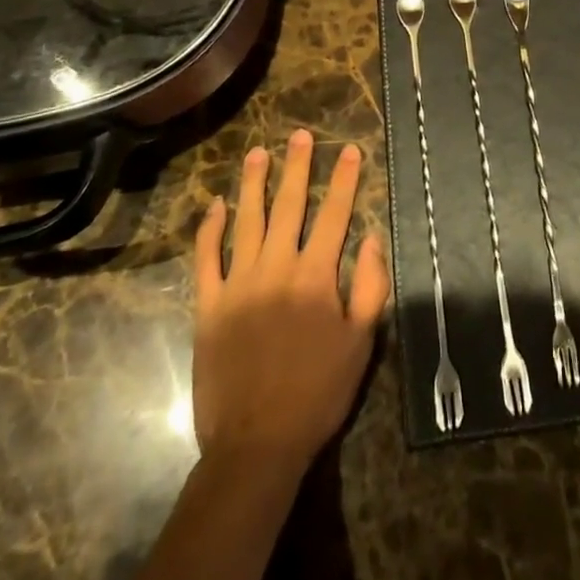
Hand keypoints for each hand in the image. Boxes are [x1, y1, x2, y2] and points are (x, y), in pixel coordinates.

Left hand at [192, 129, 389, 480]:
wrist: (256, 443)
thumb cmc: (318, 392)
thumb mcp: (362, 343)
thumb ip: (371, 286)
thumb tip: (373, 239)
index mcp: (315, 276)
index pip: (334, 215)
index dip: (344, 179)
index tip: (349, 149)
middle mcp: (277, 268)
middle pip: (288, 206)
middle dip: (297, 167)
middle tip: (299, 135)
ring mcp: (238, 284)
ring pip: (246, 221)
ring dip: (253, 184)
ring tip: (257, 153)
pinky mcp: (209, 306)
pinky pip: (207, 258)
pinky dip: (210, 229)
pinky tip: (216, 205)